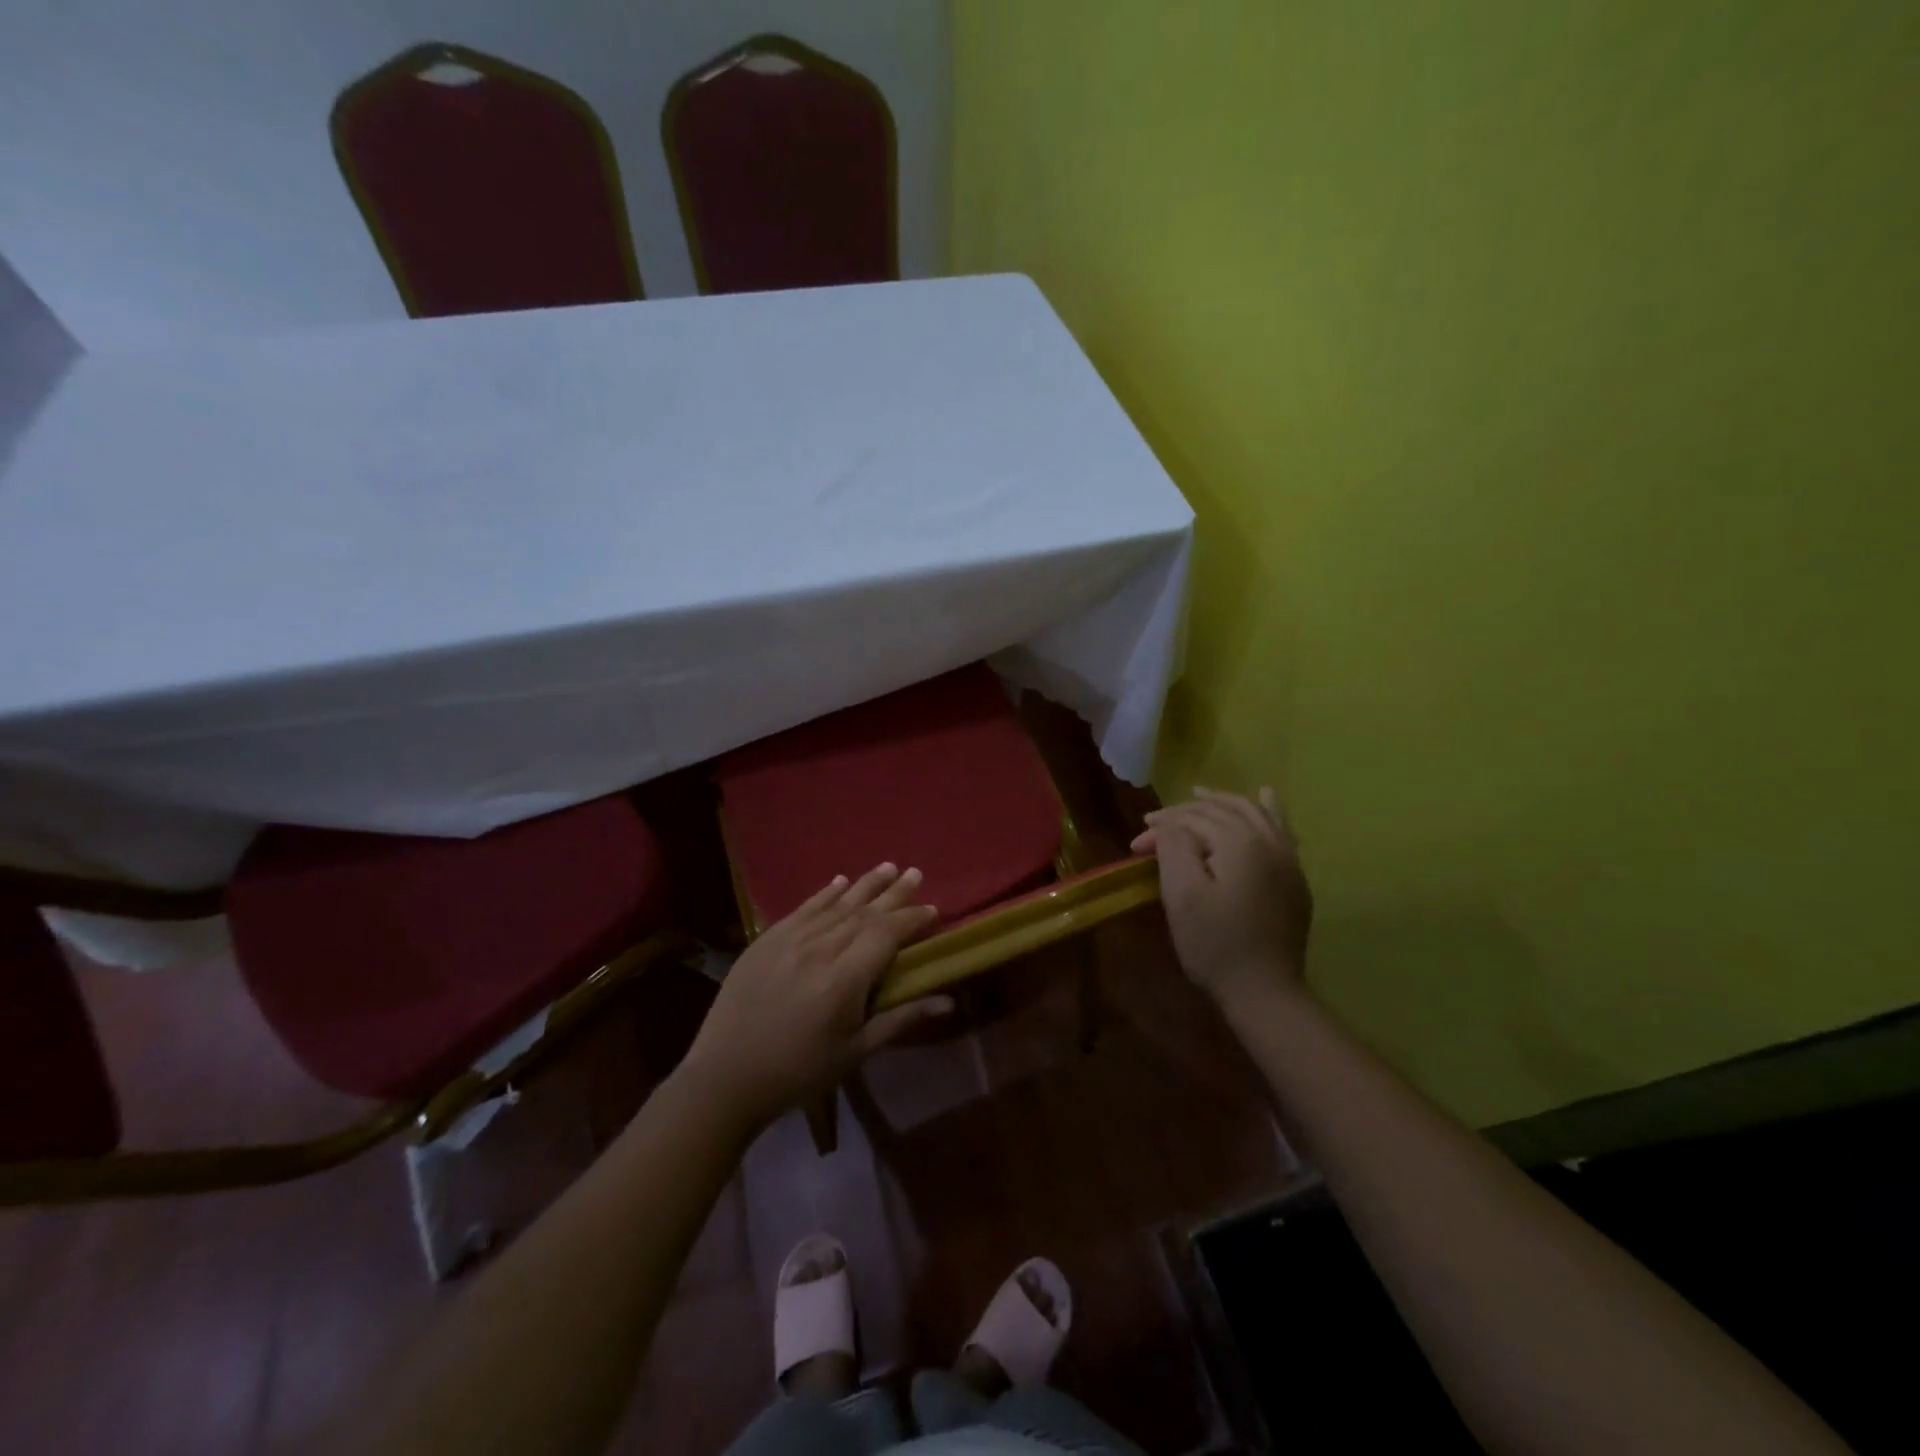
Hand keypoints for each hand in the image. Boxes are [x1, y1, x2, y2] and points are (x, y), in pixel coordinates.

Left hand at [680, 863, 949, 1130]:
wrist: (726, 1077)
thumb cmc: (799, 1071)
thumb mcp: (855, 1051)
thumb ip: (900, 1019)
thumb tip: (948, 1001)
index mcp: (843, 979)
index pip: (886, 934)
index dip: (911, 919)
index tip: (932, 909)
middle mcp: (819, 949)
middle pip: (863, 912)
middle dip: (893, 893)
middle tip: (916, 873)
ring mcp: (789, 940)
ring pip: (835, 904)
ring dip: (864, 884)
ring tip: (888, 866)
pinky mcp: (766, 939)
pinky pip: (803, 908)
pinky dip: (824, 893)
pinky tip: (840, 881)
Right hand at [1131, 787, 1312, 1008]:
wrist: (1263, 991)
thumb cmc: (1214, 943)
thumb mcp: (1181, 894)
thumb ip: (1174, 847)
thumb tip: (1170, 826)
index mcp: (1240, 842)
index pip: (1192, 821)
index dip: (1160, 829)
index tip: (1135, 848)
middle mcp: (1268, 841)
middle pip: (1221, 810)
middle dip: (1185, 813)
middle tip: (1155, 823)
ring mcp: (1287, 858)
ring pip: (1252, 813)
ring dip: (1223, 801)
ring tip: (1200, 794)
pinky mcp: (1293, 877)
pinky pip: (1280, 829)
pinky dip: (1268, 810)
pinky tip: (1264, 797)